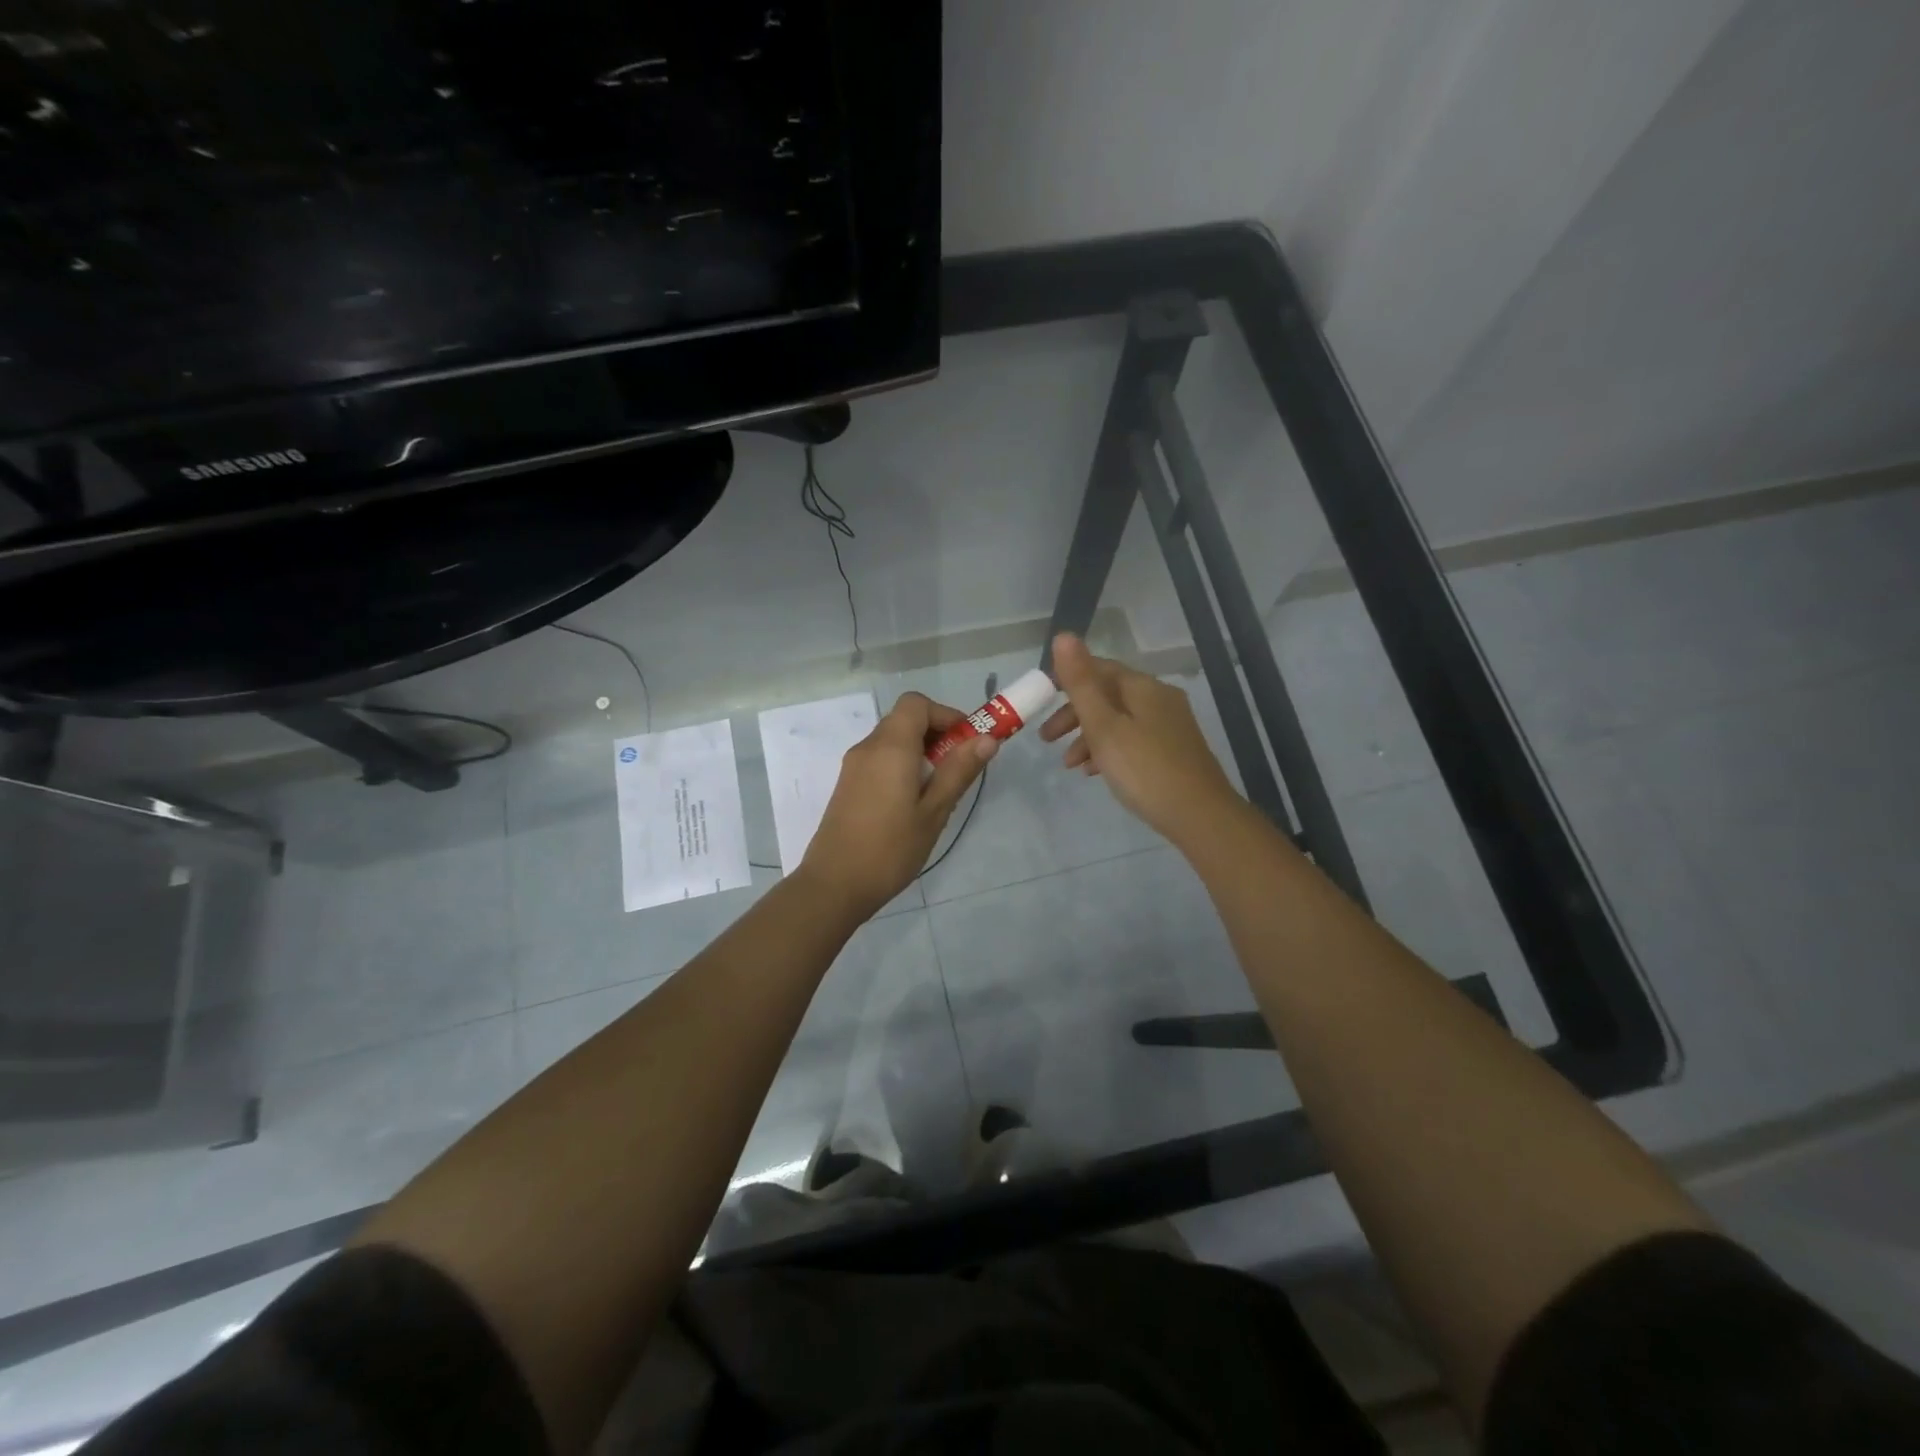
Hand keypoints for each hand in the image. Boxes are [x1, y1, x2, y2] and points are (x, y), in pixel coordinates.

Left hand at [800, 692, 996, 916]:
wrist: (834, 885)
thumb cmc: (890, 848)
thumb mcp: (934, 811)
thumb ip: (959, 771)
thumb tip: (986, 739)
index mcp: (890, 747)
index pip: (916, 704)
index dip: (946, 714)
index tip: (968, 742)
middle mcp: (868, 747)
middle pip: (905, 720)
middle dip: (937, 734)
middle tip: (960, 768)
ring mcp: (854, 766)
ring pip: (893, 740)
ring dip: (921, 751)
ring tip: (940, 789)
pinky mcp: (848, 785)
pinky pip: (880, 759)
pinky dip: (903, 765)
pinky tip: (914, 802)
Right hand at [1040, 633, 1240, 845]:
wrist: (1200, 816)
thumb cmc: (1144, 769)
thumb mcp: (1104, 726)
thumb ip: (1081, 683)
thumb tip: (1064, 635)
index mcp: (1143, 687)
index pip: (1099, 668)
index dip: (1067, 680)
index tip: (1041, 702)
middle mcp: (1159, 699)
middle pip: (1107, 696)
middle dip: (1073, 715)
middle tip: (1046, 739)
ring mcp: (1170, 726)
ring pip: (1119, 721)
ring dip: (1088, 737)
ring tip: (1068, 765)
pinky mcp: (1173, 751)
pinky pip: (1132, 740)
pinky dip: (1109, 751)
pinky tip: (1095, 774)